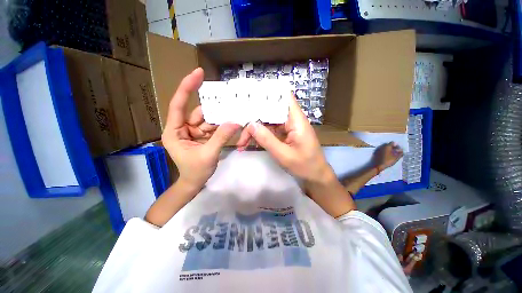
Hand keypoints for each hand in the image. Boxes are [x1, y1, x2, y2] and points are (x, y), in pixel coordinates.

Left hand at [162, 68, 240, 192]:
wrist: (195, 183)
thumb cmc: (195, 171)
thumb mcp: (208, 154)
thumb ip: (221, 137)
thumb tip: (235, 122)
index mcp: (174, 131)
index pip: (178, 105)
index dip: (187, 87)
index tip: (198, 73)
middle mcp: (182, 128)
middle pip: (198, 113)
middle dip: (213, 114)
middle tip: (229, 109)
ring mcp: (192, 132)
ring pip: (207, 120)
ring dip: (218, 122)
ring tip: (231, 123)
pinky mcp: (201, 136)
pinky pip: (211, 127)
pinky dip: (220, 127)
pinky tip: (229, 128)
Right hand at [236, 94, 333, 183]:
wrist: (315, 176)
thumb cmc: (304, 166)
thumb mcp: (283, 155)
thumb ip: (267, 139)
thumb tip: (250, 124)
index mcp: (296, 120)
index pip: (284, 96)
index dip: (268, 92)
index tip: (250, 95)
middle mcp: (291, 120)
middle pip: (270, 111)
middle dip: (254, 119)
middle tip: (239, 128)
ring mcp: (288, 127)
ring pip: (268, 122)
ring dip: (255, 130)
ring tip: (242, 142)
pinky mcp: (285, 134)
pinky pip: (270, 131)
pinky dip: (260, 136)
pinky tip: (250, 144)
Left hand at [372, 142, 403, 169]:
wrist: (376, 165)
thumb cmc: (387, 161)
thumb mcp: (396, 158)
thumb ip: (400, 153)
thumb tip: (402, 151)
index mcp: (386, 146)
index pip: (392, 143)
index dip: (396, 146)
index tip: (398, 150)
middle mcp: (381, 146)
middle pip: (387, 144)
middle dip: (391, 147)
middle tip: (395, 152)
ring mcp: (377, 149)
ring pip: (383, 147)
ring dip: (387, 149)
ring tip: (390, 154)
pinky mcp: (374, 152)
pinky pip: (380, 150)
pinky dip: (383, 151)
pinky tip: (385, 156)